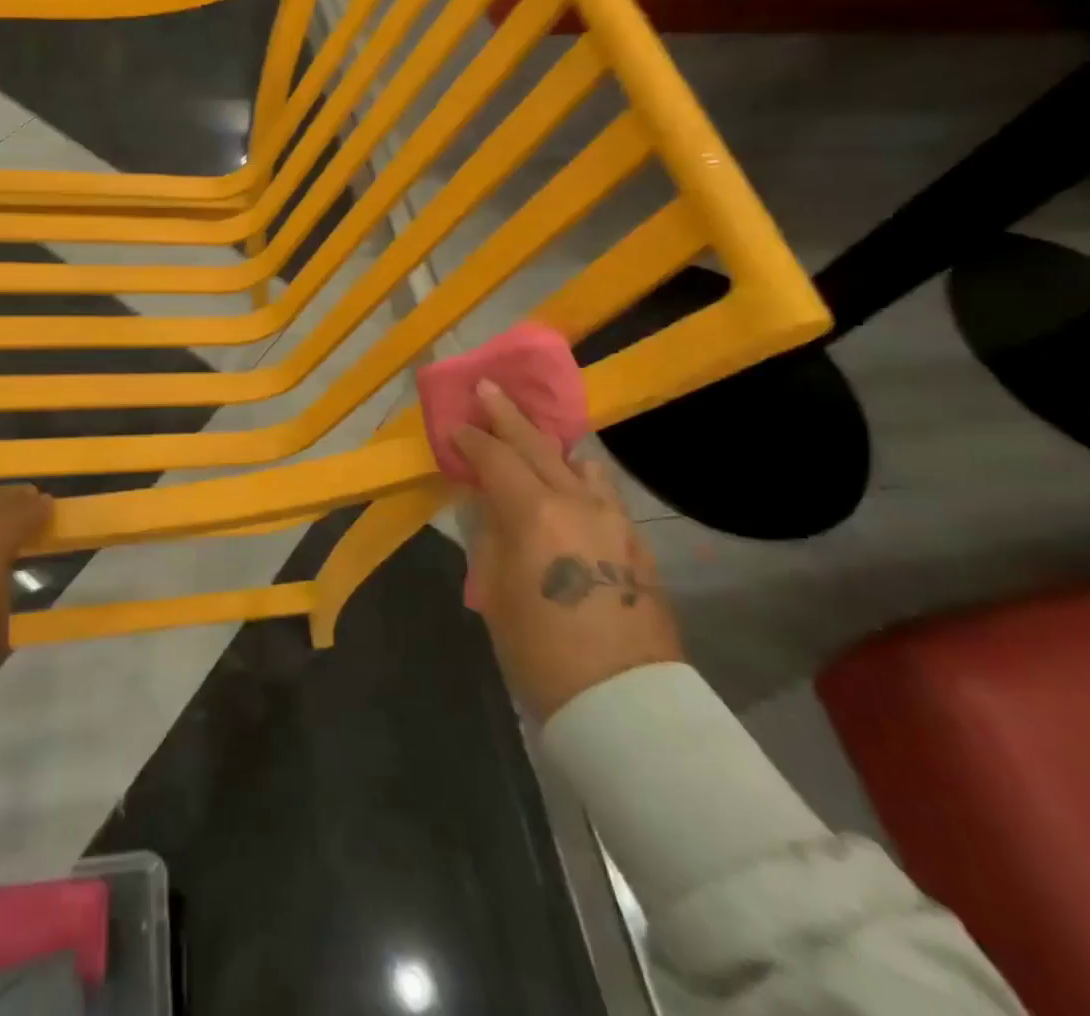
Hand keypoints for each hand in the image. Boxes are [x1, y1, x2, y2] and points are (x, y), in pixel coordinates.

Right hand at [454, 380, 682, 721]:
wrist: (623, 702)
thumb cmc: (540, 651)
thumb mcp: (495, 592)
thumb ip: (491, 536)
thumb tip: (487, 504)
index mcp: (534, 514)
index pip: (495, 458)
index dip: (471, 439)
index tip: (454, 426)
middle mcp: (577, 502)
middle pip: (537, 445)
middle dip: (507, 415)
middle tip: (487, 387)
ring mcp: (613, 519)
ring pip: (579, 463)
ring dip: (550, 446)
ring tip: (534, 439)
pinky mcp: (635, 542)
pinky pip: (603, 492)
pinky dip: (581, 477)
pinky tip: (574, 485)